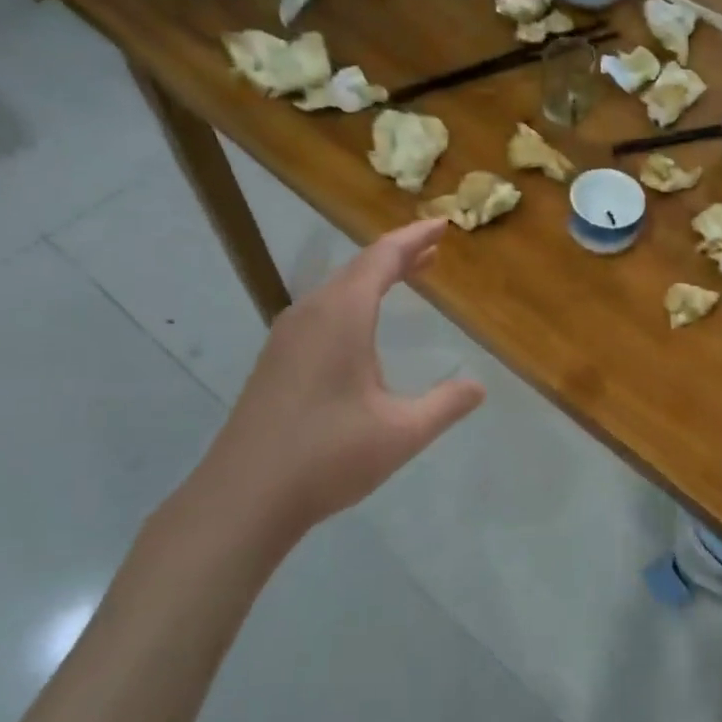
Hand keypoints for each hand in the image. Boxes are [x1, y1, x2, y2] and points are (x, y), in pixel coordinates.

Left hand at [186, 220, 485, 544]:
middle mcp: (310, 314)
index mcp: (341, 316)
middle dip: (398, 255)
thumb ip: (446, 405)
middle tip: (433, 250)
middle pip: (358, 268)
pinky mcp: (275, 360)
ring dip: (373, 278)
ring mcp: (286, 337)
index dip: (414, 238)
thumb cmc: (328, 457)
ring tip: (407, 277)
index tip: (442, 224)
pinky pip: (321, 311)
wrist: (243, 497)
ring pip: (336, 289)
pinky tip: (361, 326)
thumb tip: (478, 387)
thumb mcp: (402, 432)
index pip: (382, 258)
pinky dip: (352, 301)